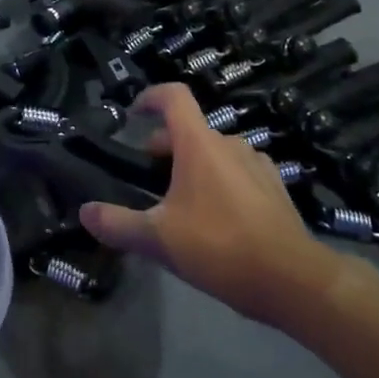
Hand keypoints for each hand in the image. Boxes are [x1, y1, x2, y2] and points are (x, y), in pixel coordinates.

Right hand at [79, 84, 366, 327]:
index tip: (133, 112)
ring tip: (180, 202)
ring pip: (215, 152)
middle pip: (190, 129)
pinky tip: (216, 218)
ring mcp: (257, 165)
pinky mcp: (275, 189)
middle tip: (148, 177)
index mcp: (199, 144)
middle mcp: (230, 144)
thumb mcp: (158, 239)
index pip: (173, 97)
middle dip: (165, 146)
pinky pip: (238, 172)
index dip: (150, 96)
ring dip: (193, 165)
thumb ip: (118, 224)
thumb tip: (84, 212)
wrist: (294, 281)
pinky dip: (220, 182)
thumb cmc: (220, 247)